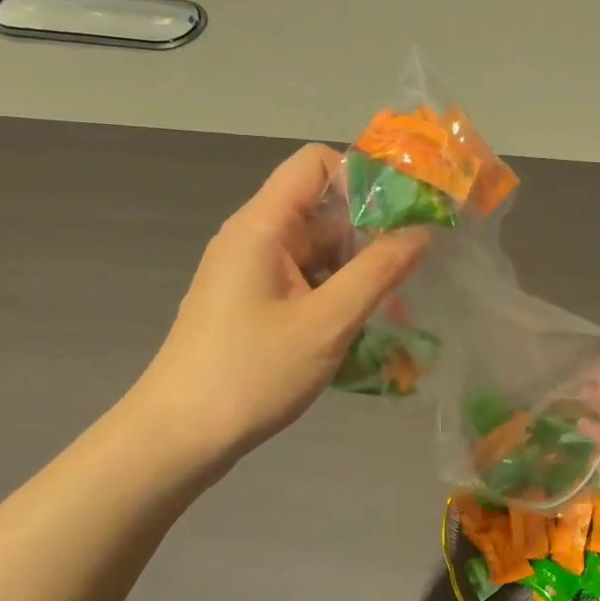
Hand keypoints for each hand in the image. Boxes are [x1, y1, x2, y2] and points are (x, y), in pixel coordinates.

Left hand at [127, 145, 428, 478]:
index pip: (316, 162)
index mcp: (262, 225)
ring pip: (316, 249)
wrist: (177, 437)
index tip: (404, 213)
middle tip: (411, 269)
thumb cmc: (252, 373)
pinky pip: (302, 279)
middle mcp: (253, 237)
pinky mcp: (250, 301)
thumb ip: (378, 271)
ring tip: (392, 311)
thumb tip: (422, 231)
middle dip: (370, 233)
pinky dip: (334, 294)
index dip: (363, 177)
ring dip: (356, 271)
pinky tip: (358, 328)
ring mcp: (249, 271)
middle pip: (321, 208)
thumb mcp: (328, 322)